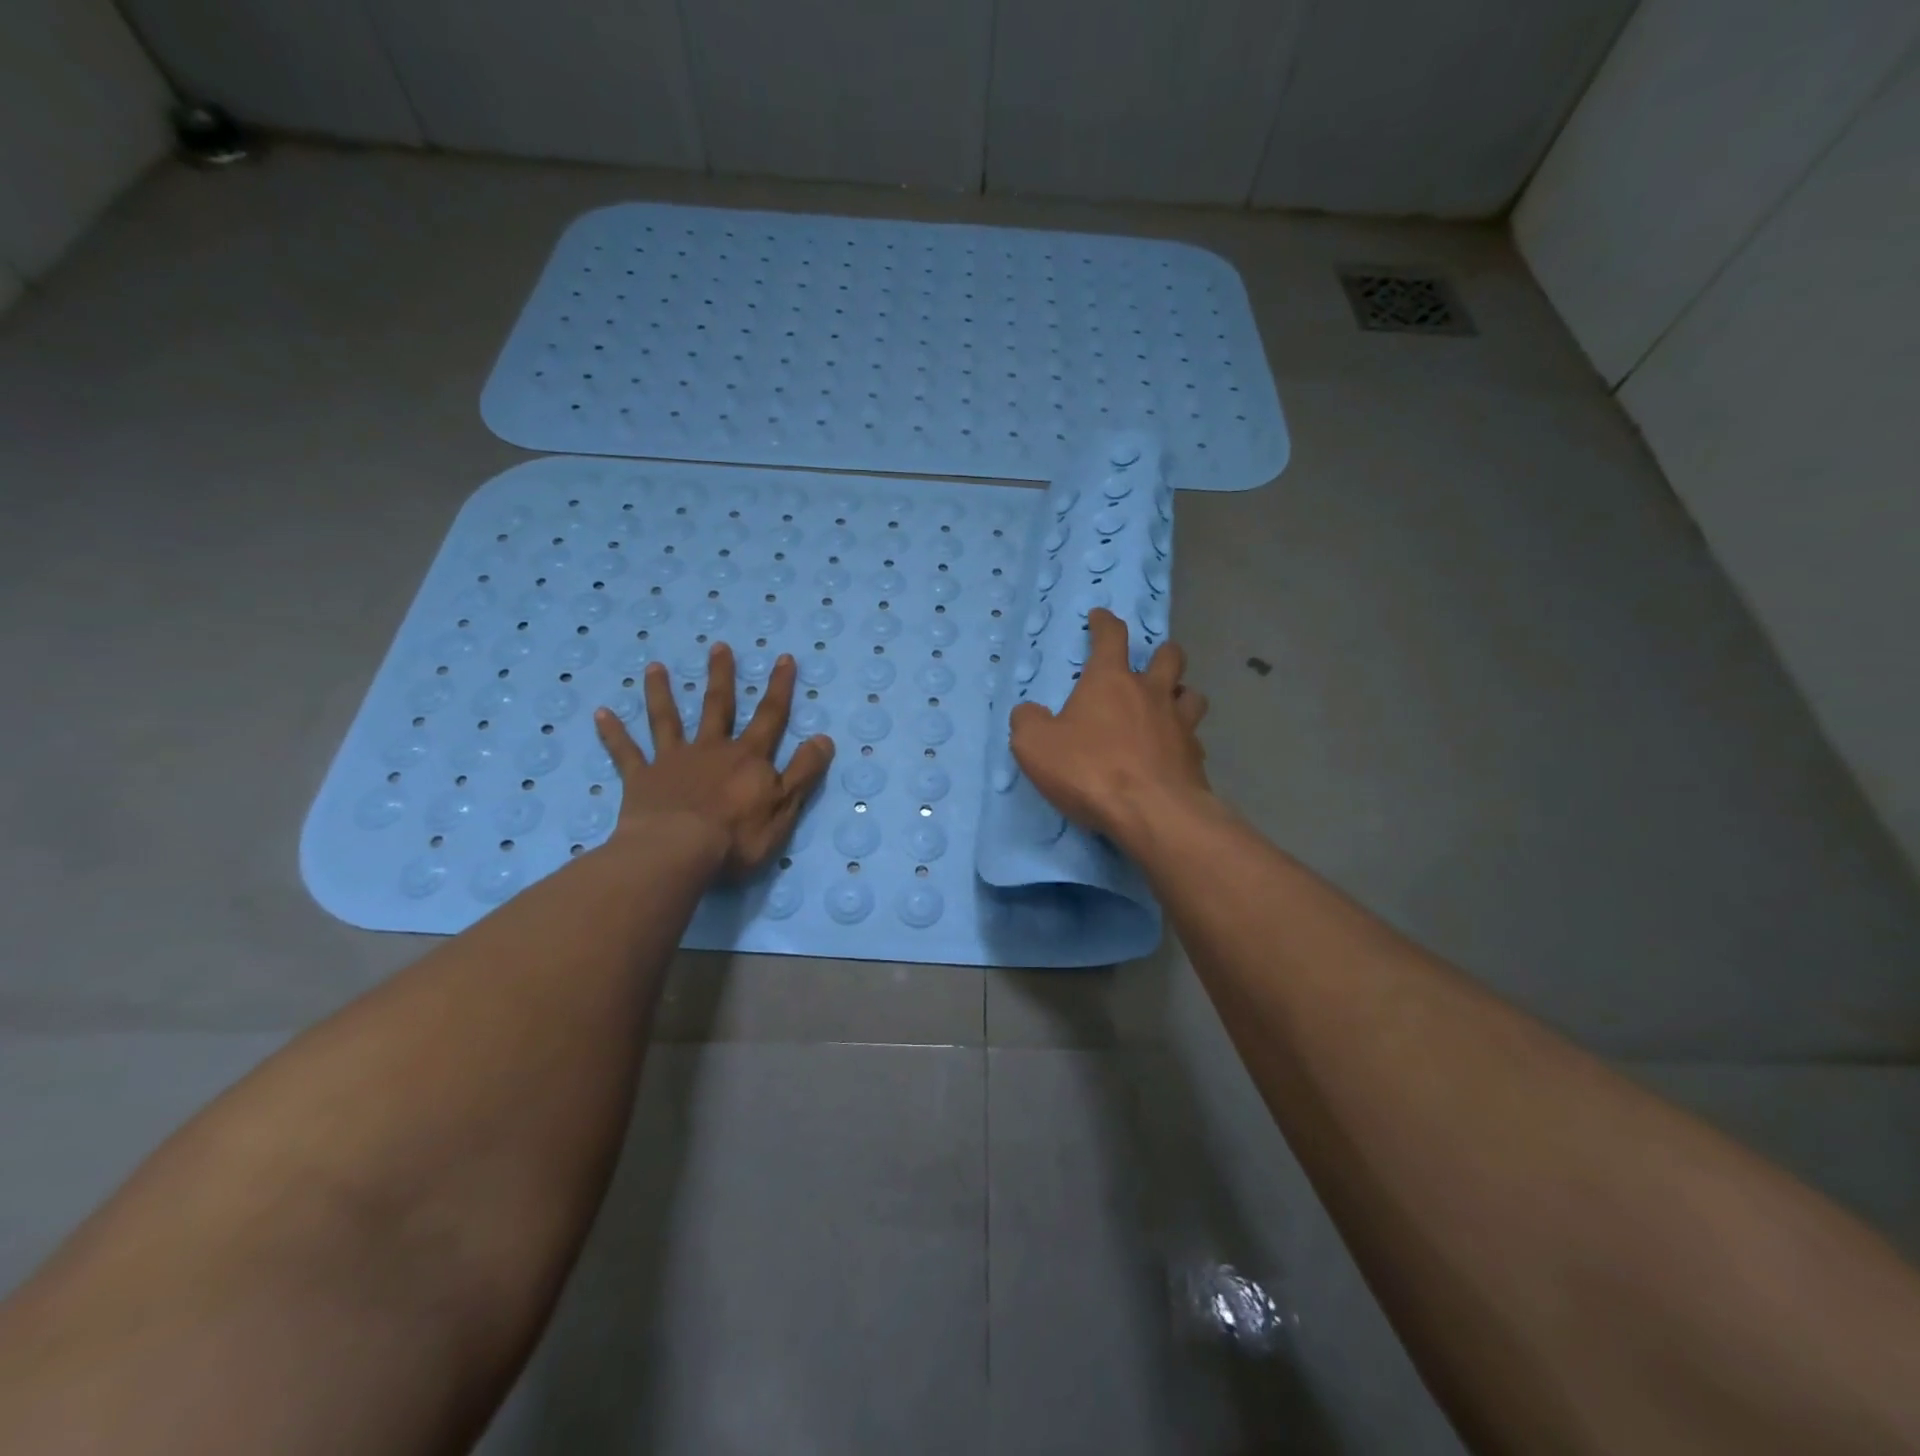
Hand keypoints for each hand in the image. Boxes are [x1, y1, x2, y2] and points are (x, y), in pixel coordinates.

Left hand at [593, 644, 833, 877]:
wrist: (677, 852)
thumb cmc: (736, 836)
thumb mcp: (784, 808)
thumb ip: (803, 773)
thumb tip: (824, 738)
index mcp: (748, 758)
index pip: (770, 717)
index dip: (779, 688)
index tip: (784, 658)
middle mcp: (711, 749)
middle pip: (717, 707)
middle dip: (721, 677)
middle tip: (718, 647)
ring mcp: (673, 761)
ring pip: (667, 720)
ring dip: (661, 693)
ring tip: (655, 667)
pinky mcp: (641, 779)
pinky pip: (626, 753)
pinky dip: (613, 733)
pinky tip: (601, 714)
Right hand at [1009, 608, 1209, 844]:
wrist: (1151, 812)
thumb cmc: (1089, 770)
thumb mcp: (1035, 745)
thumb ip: (1027, 721)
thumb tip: (1029, 712)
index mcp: (1111, 681)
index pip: (1111, 637)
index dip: (1105, 623)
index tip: (1101, 617)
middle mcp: (1151, 693)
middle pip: (1169, 656)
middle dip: (1160, 653)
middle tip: (1149, 663)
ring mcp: (1180, 724)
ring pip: (1191, 693)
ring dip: (1180, 693)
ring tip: (1168, 705)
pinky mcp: (1196, 757)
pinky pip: (1194, 738)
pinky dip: (1183, 740)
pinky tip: (1173, 754)